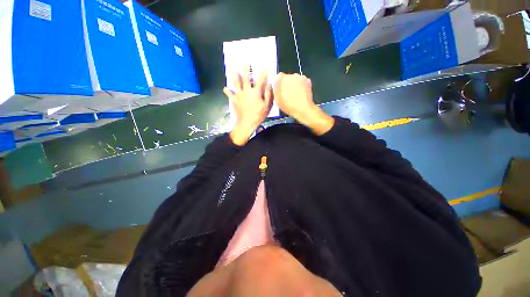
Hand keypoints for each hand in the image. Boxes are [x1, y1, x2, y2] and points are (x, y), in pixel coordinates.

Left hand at [224, 67, 272, 145]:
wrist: (246, 123)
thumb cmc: (258, 114)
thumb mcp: (267, 105)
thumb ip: (268, 94)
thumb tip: (269, 85)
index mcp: (255, 92)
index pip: (260, 80)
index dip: (263, 73)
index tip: (265, 66)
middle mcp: (246, 91)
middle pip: (246, 78)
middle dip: (246, 70)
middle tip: (245, 63)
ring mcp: (239, 95)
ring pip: (236, 83)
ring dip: (235, 76)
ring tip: (232, 70)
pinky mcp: (234, 100)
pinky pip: (230, 95)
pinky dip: (227, 91)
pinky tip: (225, 88)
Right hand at [274, 73, 333, 134]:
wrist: (304, 109)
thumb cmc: (290, 105)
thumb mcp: (277, 98)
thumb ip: (275, 88)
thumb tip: (276, 82)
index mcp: (282, 78)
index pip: (278, 76)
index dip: (279, 82)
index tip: (280, 87)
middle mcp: (291, 75)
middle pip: (287, 77)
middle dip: (287, 83)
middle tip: (287, 92)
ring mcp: (300, 77)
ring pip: (295, 79)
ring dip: (294, 83)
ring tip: (294, 93)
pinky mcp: (307, 81)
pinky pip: (302, 81)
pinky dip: (301, 85)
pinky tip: (300, 93)